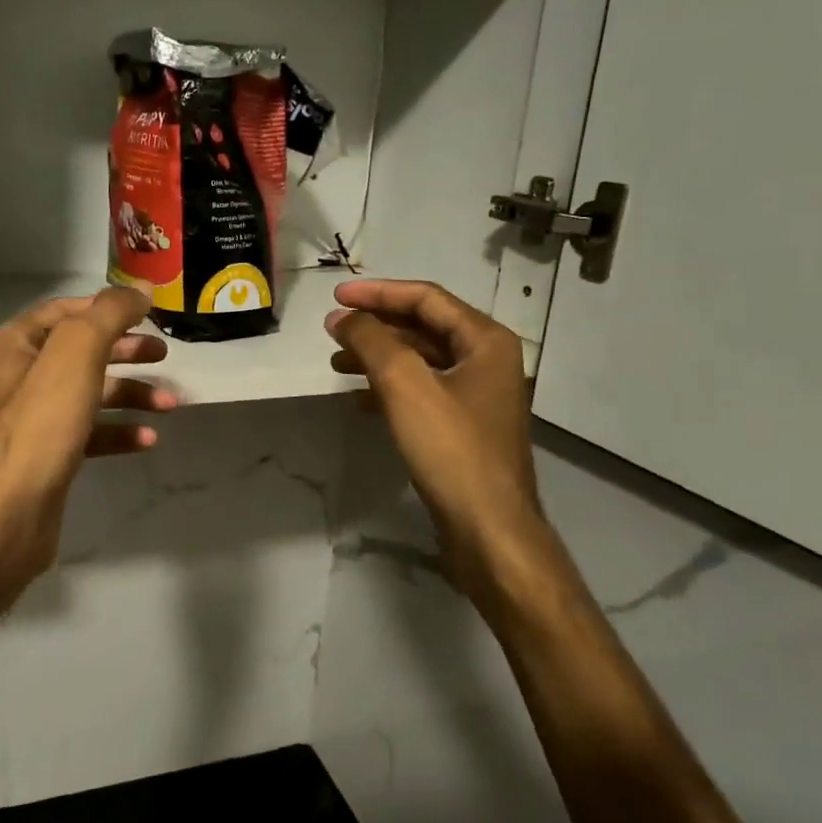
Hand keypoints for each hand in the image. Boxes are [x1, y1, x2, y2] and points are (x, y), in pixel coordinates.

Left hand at [0, 288, 175, 596]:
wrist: (10, 510)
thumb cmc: (42, 422)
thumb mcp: (78, 352)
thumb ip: (110, 314)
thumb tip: (140, 291)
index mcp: (18, 343)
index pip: (66, 311)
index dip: (106, 308)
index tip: (147, 315)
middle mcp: (22, 376)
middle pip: (82, 351)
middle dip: (125, 351)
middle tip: (163, 354)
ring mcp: (35, 418)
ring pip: (91, 393)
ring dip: (131, 394)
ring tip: (168, 403)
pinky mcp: (50, 454)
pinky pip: (90, 432)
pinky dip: (119, 431)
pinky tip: (147, 439)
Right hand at [325, 280, 559, 604]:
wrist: (488, 529)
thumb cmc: (451, 450)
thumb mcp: (405, 386)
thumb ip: (372, 342)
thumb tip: (343, 317)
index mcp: (485, 341)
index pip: (426, 299)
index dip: (378, 293)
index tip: (335, 296)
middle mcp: (486, 361)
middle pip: (424, 327)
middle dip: (376, 326)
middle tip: (333, 331)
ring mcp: (477, 396)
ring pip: (420, 361)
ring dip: (378, 357)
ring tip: (337, 365)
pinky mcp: (463, 427)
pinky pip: (422, 392)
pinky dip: (389, 389)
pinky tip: (359, 401)